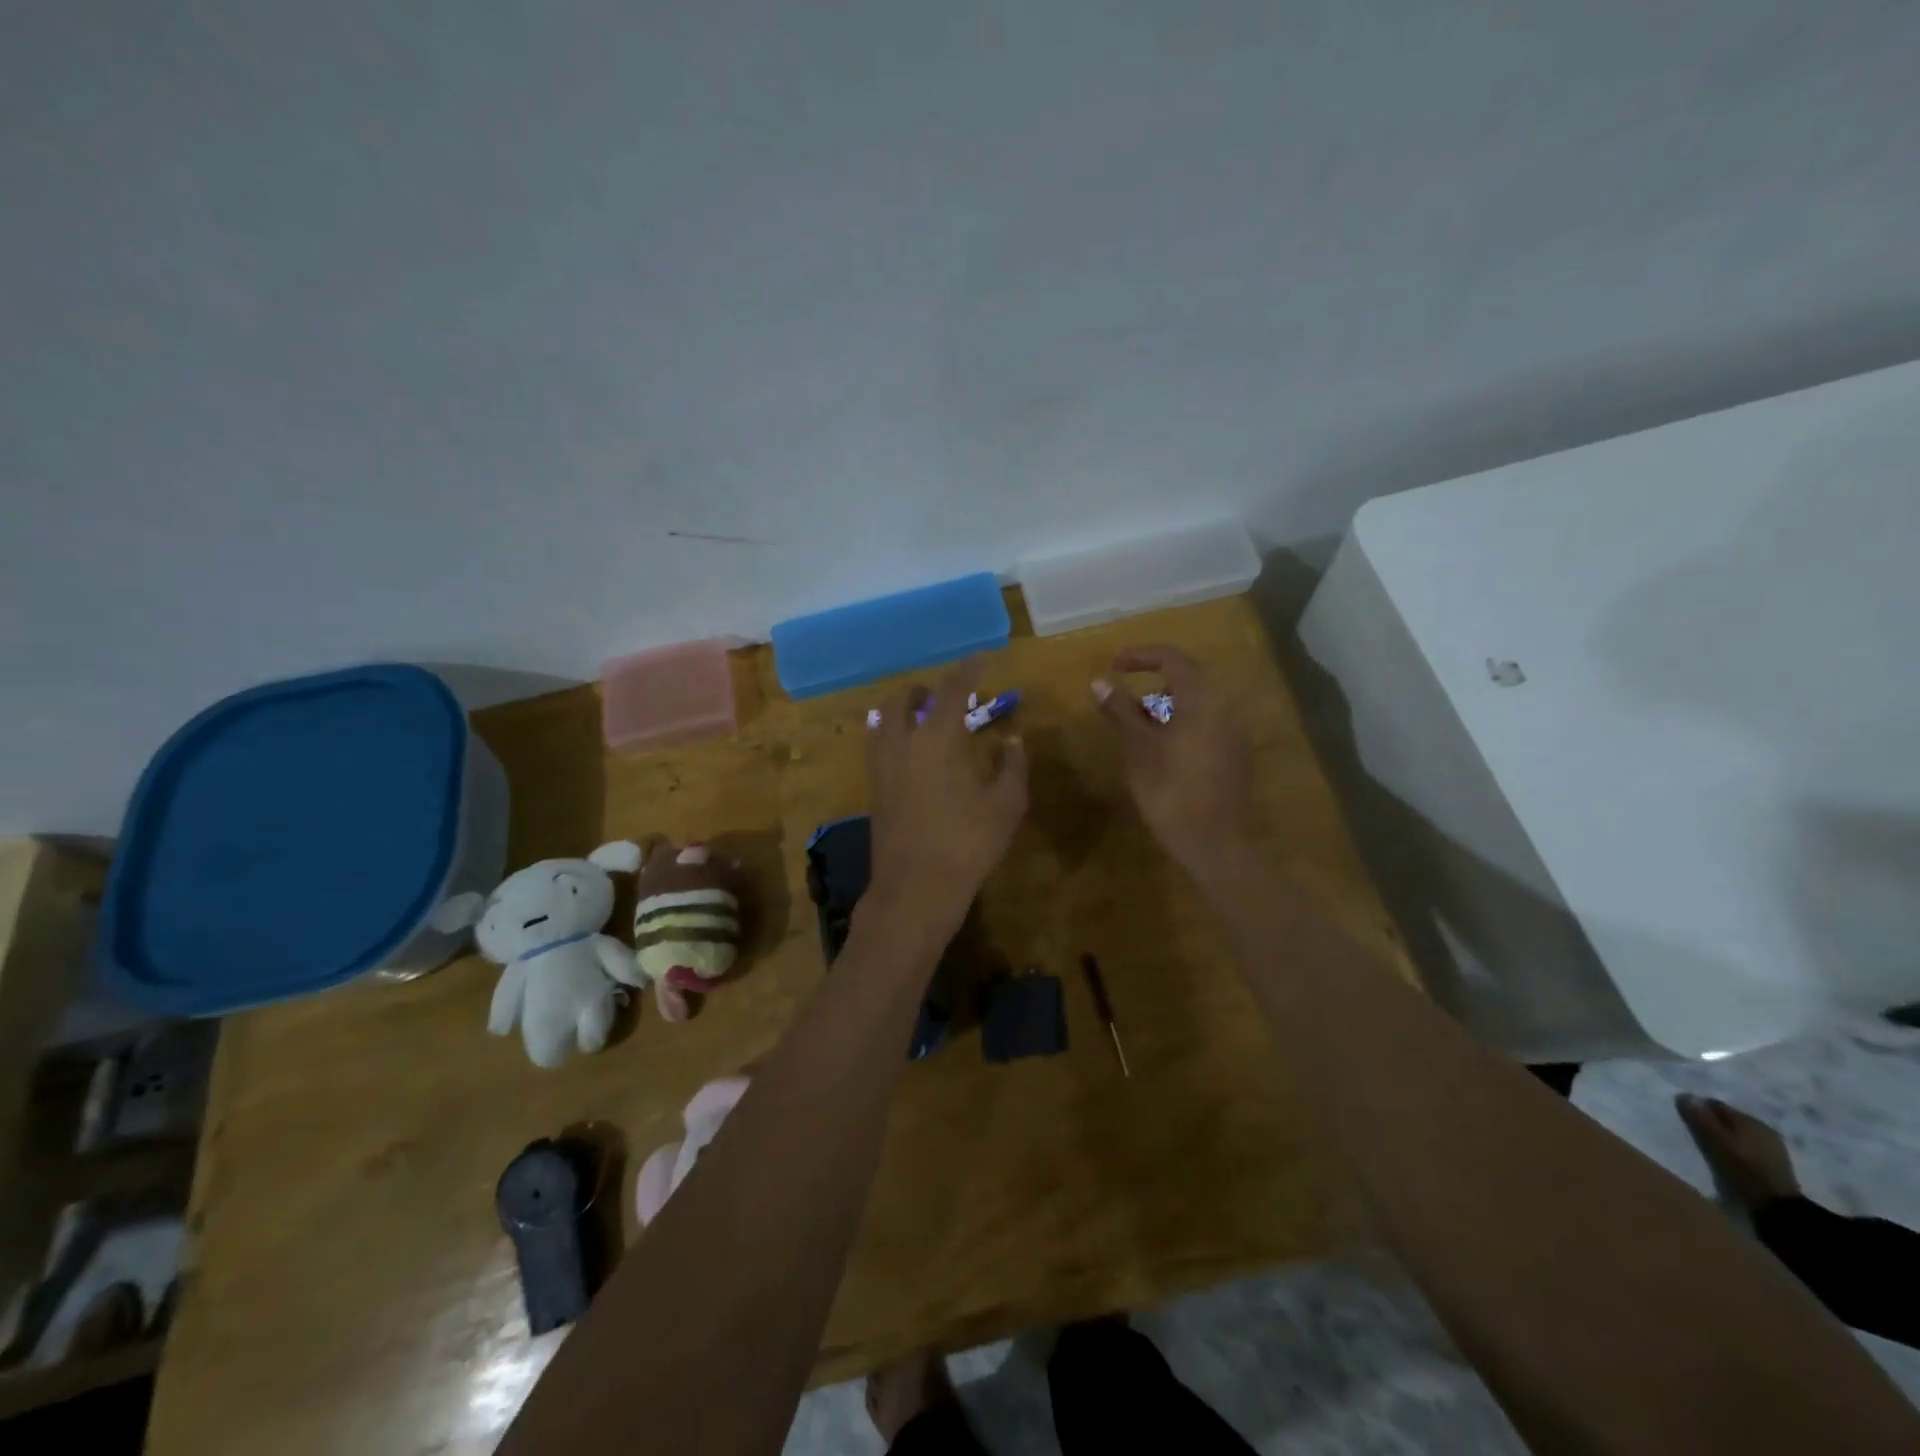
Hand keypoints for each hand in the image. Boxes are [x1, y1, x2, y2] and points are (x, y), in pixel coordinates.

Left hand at [865, 658, 1027, 925]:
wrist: (914, 890)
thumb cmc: (967, 844)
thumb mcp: (1006, 805)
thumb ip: (1012, 765)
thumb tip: (1012, 739)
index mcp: (937, 738)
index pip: (952, 688)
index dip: (969, 668)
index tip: (983, 657)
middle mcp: (902, 742)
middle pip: (903, 698)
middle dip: (925, 689)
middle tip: (946, 695)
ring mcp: (881, 766)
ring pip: (883, 720)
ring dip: (902, 709)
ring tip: (923, 718)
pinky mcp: (873, 789)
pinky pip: (877, 744)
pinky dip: (892, 734)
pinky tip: (910, 752)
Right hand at [1093, 645, 1253, 875]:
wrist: (1214, 843)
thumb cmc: (1170, 792)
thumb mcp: (1138, 749)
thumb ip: (1120, 710)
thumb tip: (1099, 681)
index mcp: (1202, 700)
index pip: (1172, 659)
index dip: (1140, 656)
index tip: (1113, 665)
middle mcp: (1225, 707)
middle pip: (1189, 677)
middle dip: (1153, 679)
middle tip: (1123, 691)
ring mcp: (1235, 731)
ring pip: (1198, 701)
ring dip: (1167, 701)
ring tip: (1138, 721)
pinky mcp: (1236, 752)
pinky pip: (1208, 720)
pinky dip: (1183, 720)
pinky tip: (1163, 744)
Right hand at [1676, 1095, 1801, 1210]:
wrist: (1778, 1207)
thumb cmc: (1742, 1168)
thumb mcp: (1714, 1141)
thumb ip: (1699, 1117)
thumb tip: (1684, 1094)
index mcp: (1750, 1120)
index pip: (1715, 1105)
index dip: (1699, 1110)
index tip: (1686, 1121)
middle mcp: (1764, 1128)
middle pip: (1729, 1120)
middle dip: (1712, 1124)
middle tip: (1696, 1135)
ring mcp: (1773, 1147)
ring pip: (1739, 1134)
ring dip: (1724, 1137)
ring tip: (1711, 1148)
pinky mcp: (1776, 1163)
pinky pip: (1749, 1147)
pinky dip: (1737, 1149)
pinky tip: (1730, 1158)